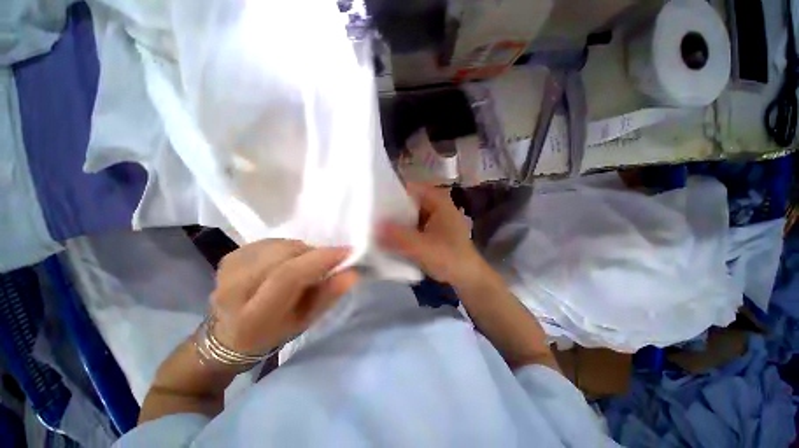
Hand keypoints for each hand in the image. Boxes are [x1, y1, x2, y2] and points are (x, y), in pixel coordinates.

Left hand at [210, 239, 357, 355]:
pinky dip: (288, 248)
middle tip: (326, 263)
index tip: (347, 252)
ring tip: (304, 266)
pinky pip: (272, 242)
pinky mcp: (230, 255)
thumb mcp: (307, 320)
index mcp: (254, 315)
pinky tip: (286, 262)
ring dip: (302, 251)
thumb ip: (328, 295)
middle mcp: (234, 288)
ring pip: (281, 245)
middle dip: (314, 254)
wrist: (230, 333)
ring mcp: (229, 268)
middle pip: (285, 255)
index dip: (321, 259)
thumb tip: (352, 272)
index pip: (289, 276)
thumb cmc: (275, 331)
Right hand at [378, 183, 487, 285]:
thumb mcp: (424, 248)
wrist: (467, 276)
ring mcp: (432, 216)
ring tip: (372, 224)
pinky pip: (410, 224)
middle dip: (389, 207)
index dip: (389, 191)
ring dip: (393, 220)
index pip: (408, 187)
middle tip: (368, 215)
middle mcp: (434, 204)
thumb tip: (374, 227)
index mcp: (438, 200)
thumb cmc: (450, 258)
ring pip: (407, 213)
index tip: (370, 200)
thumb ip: (399, 237)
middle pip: (406, 200)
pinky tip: (386, 235)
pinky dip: (400, 228)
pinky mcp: (429, 229)